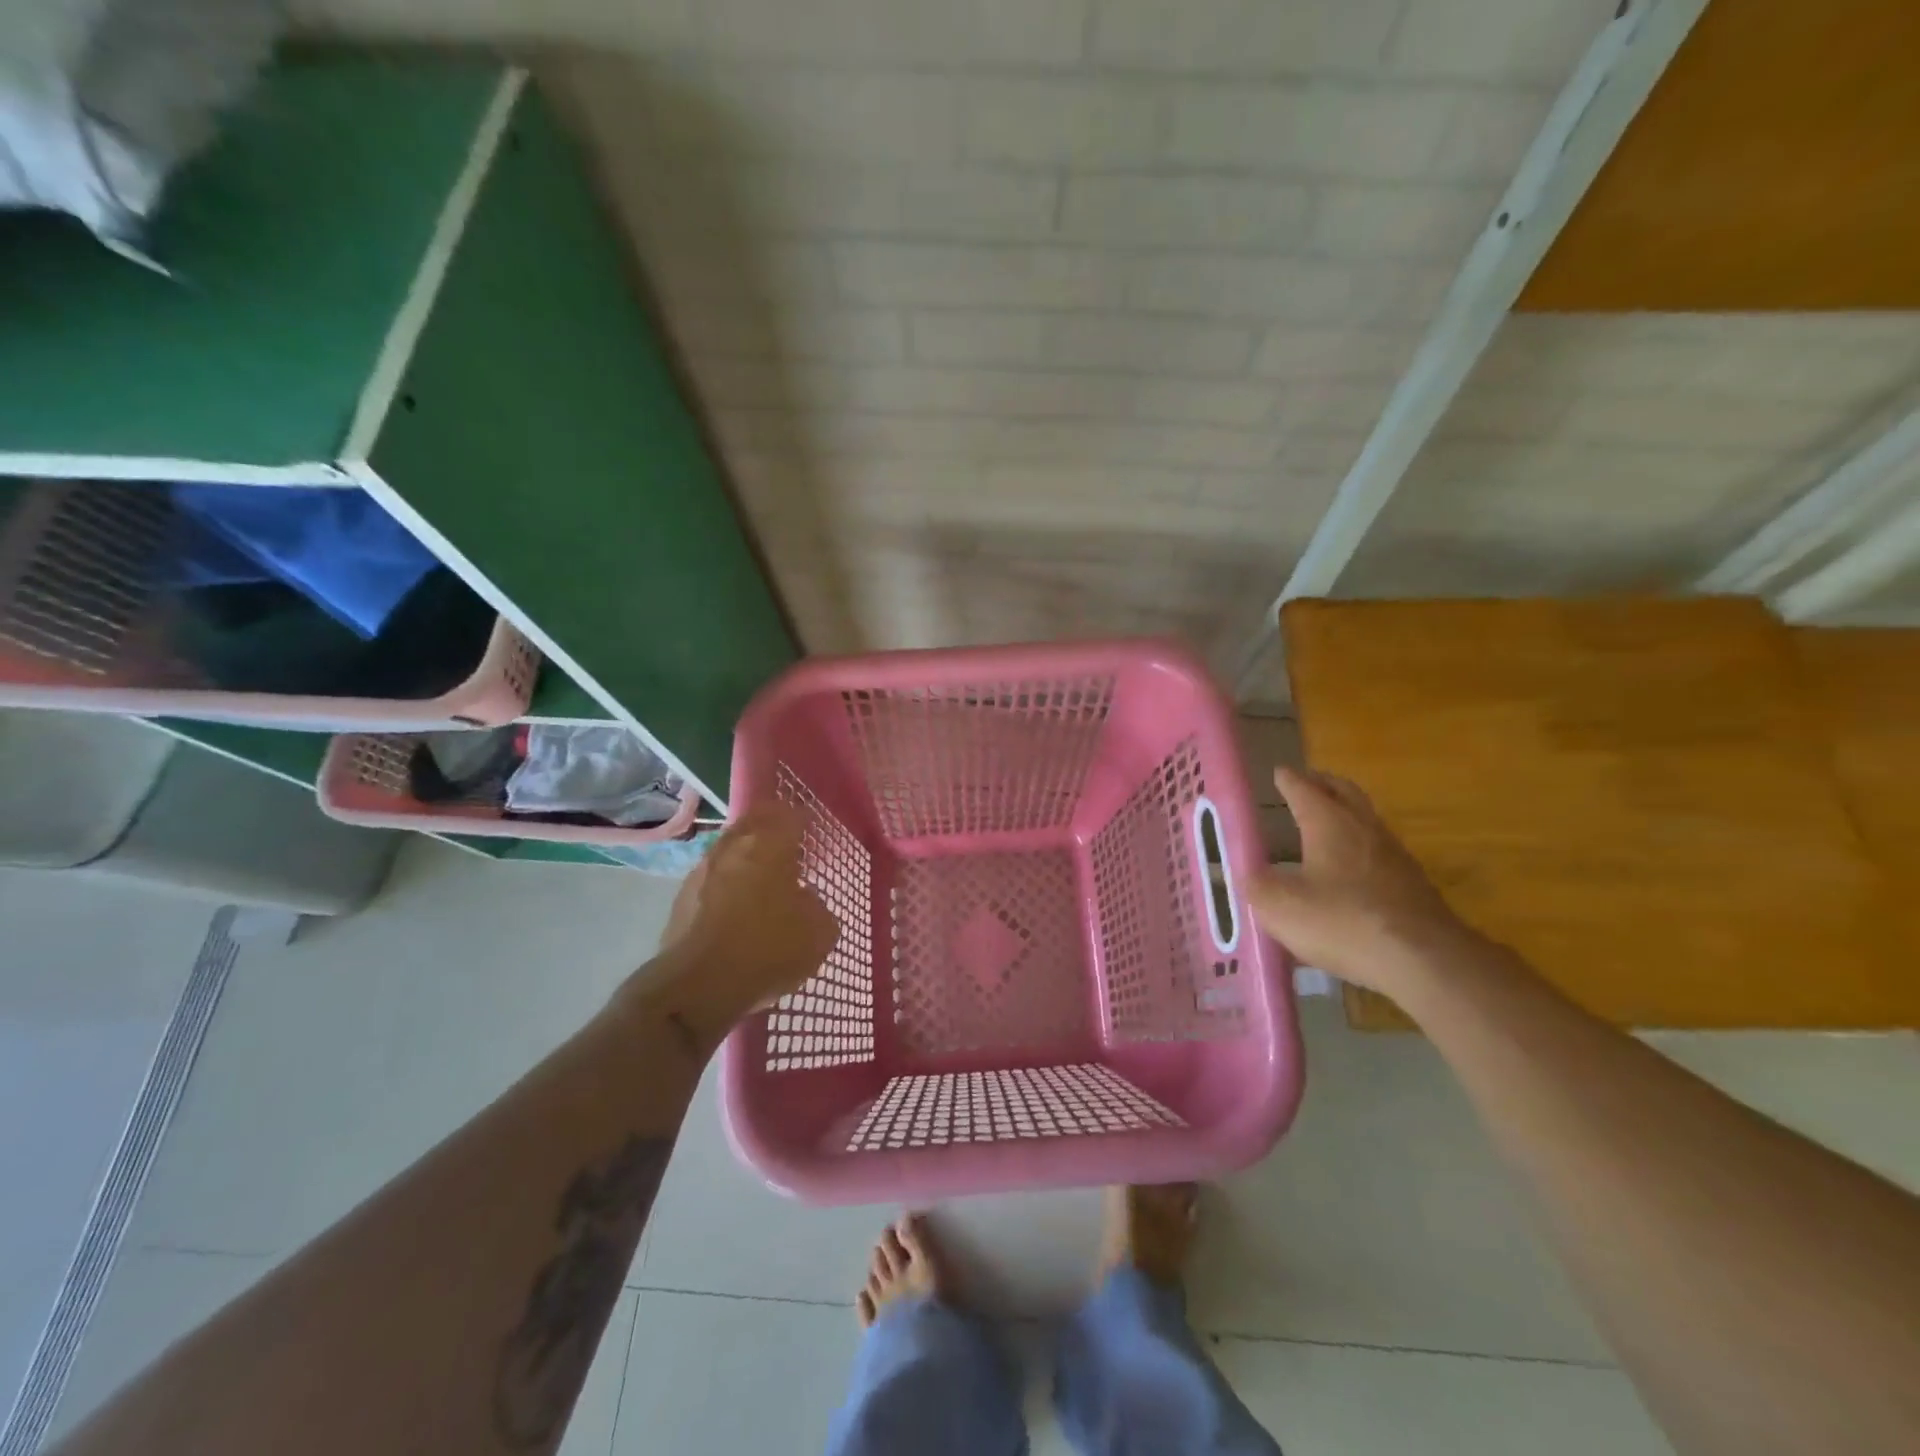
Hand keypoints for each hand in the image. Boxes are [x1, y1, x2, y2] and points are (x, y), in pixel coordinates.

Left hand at [625, 804, 837, 1047]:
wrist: (697, 986)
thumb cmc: (767, 949)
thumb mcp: (819, 933)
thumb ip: (818, 907)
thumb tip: (805, 900)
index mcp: (770, 844)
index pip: (791, 816)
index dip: (804, 820)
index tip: (813, 830)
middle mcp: (733, 847)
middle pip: (754, 822)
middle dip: (771, 827)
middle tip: (788, 843)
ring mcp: (702, 870)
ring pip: (730, 849)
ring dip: (746, 855)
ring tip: (763, 875)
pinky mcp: (682, 898)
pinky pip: (713, 878)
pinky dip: (727, 882)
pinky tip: (737, 904)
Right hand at [1248, 766, 1470, 992]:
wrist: (1424, 961)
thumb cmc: (1343, 922)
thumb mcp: (1280, 907)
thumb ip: (1257, 885)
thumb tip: (1248, 874)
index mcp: (1329, 823)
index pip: (1304, 789)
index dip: (1288, 780)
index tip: (1279, 772)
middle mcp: (1364, 828)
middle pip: (1344, 792)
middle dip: (1323, 784)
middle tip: (1306, 783)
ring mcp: (1393, 855)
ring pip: (1366, 819)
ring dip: (1345, 813)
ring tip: (1325, 822)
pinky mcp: (1412, 884)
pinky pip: (1378, 850)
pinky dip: (1359, 846)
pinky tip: (1349, 869)